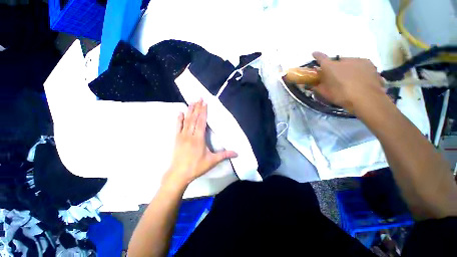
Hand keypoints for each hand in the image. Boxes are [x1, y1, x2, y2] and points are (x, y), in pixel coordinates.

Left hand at [162, 99, 237, 188]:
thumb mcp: (212, 161)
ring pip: (186, 120)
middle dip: (197, 107)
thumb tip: (237, 153)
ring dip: (189, 110)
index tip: (205, 103)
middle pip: (194, 118)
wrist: (179, 174)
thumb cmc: (196, 167)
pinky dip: (179, 119)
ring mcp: (182, 136)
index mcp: (199, 138)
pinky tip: (180, 112)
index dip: (203, 111)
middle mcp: (190, 134)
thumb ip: (224, 155)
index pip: (202, 121)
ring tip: (192, 102)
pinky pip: (178, 126)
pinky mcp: (177, 139)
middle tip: (199, 97)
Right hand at [311, 52, 387, 112]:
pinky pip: (360, 65)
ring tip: (350, 79)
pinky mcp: (370, 64)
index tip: (314, 53)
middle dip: (335, 67)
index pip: (321, 58)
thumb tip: (312, 84)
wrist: (366, 99)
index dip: (317, 56)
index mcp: (331, 67)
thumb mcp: (325, 93)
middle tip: (336, 77)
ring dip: (347, 68)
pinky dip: (358, 70)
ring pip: (349, 63)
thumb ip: (317, 87)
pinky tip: (359, 79)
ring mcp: (358, 60)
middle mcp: (344, 60)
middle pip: (337, 61)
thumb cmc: (342, 95)